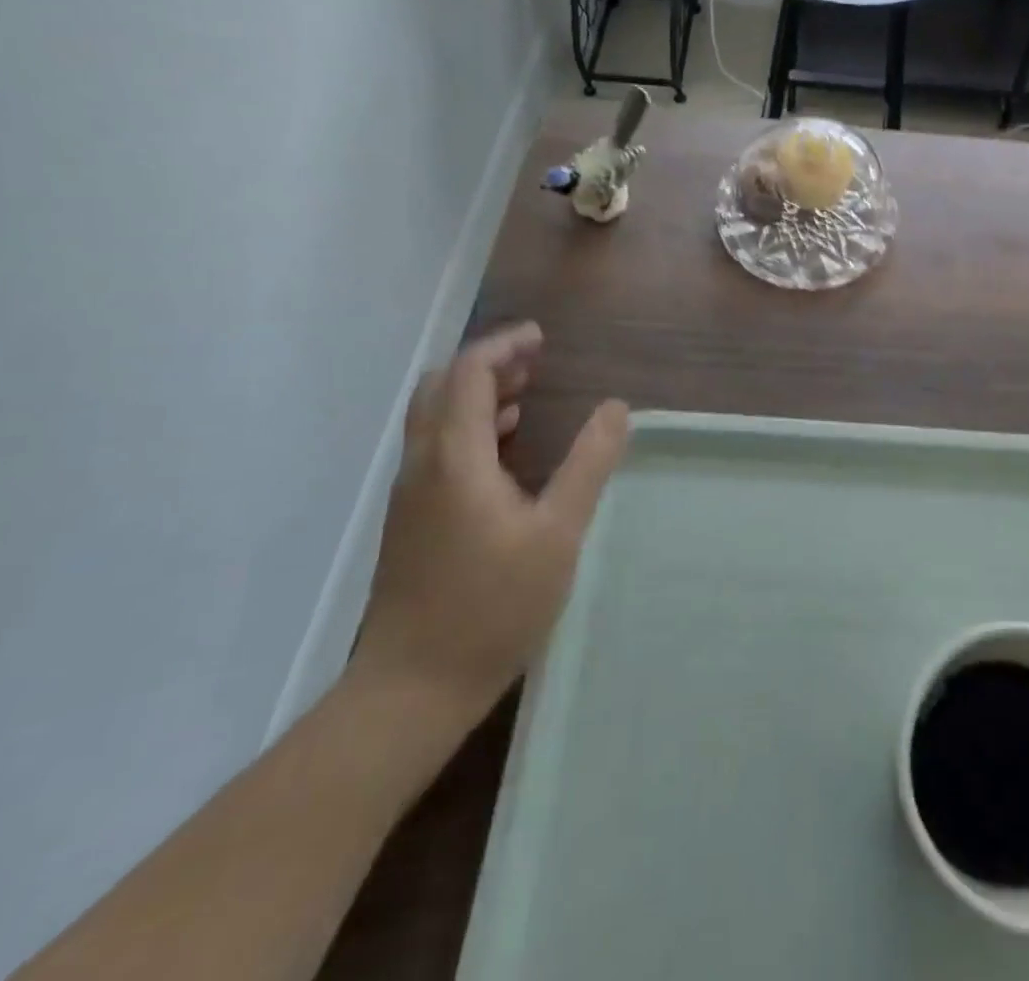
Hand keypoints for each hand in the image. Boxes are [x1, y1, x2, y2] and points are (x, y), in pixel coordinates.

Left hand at [351, 323, 628, 723]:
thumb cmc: (493, 606)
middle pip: (442, 388)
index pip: (469, 373)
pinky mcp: (411, 521)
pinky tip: (504, 451)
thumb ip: (588, 464)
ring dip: (476, 395)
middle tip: (533, 362)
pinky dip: (468, 427)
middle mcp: (423, 465)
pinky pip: (436, 448)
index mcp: (455, 458)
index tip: (541, 338)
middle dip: (487, 364)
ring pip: (434, 419)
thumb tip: (616, 408)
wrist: (412, 689)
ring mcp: (411, 495)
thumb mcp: (559, 533)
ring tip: (524, 394)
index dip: (503, 345)